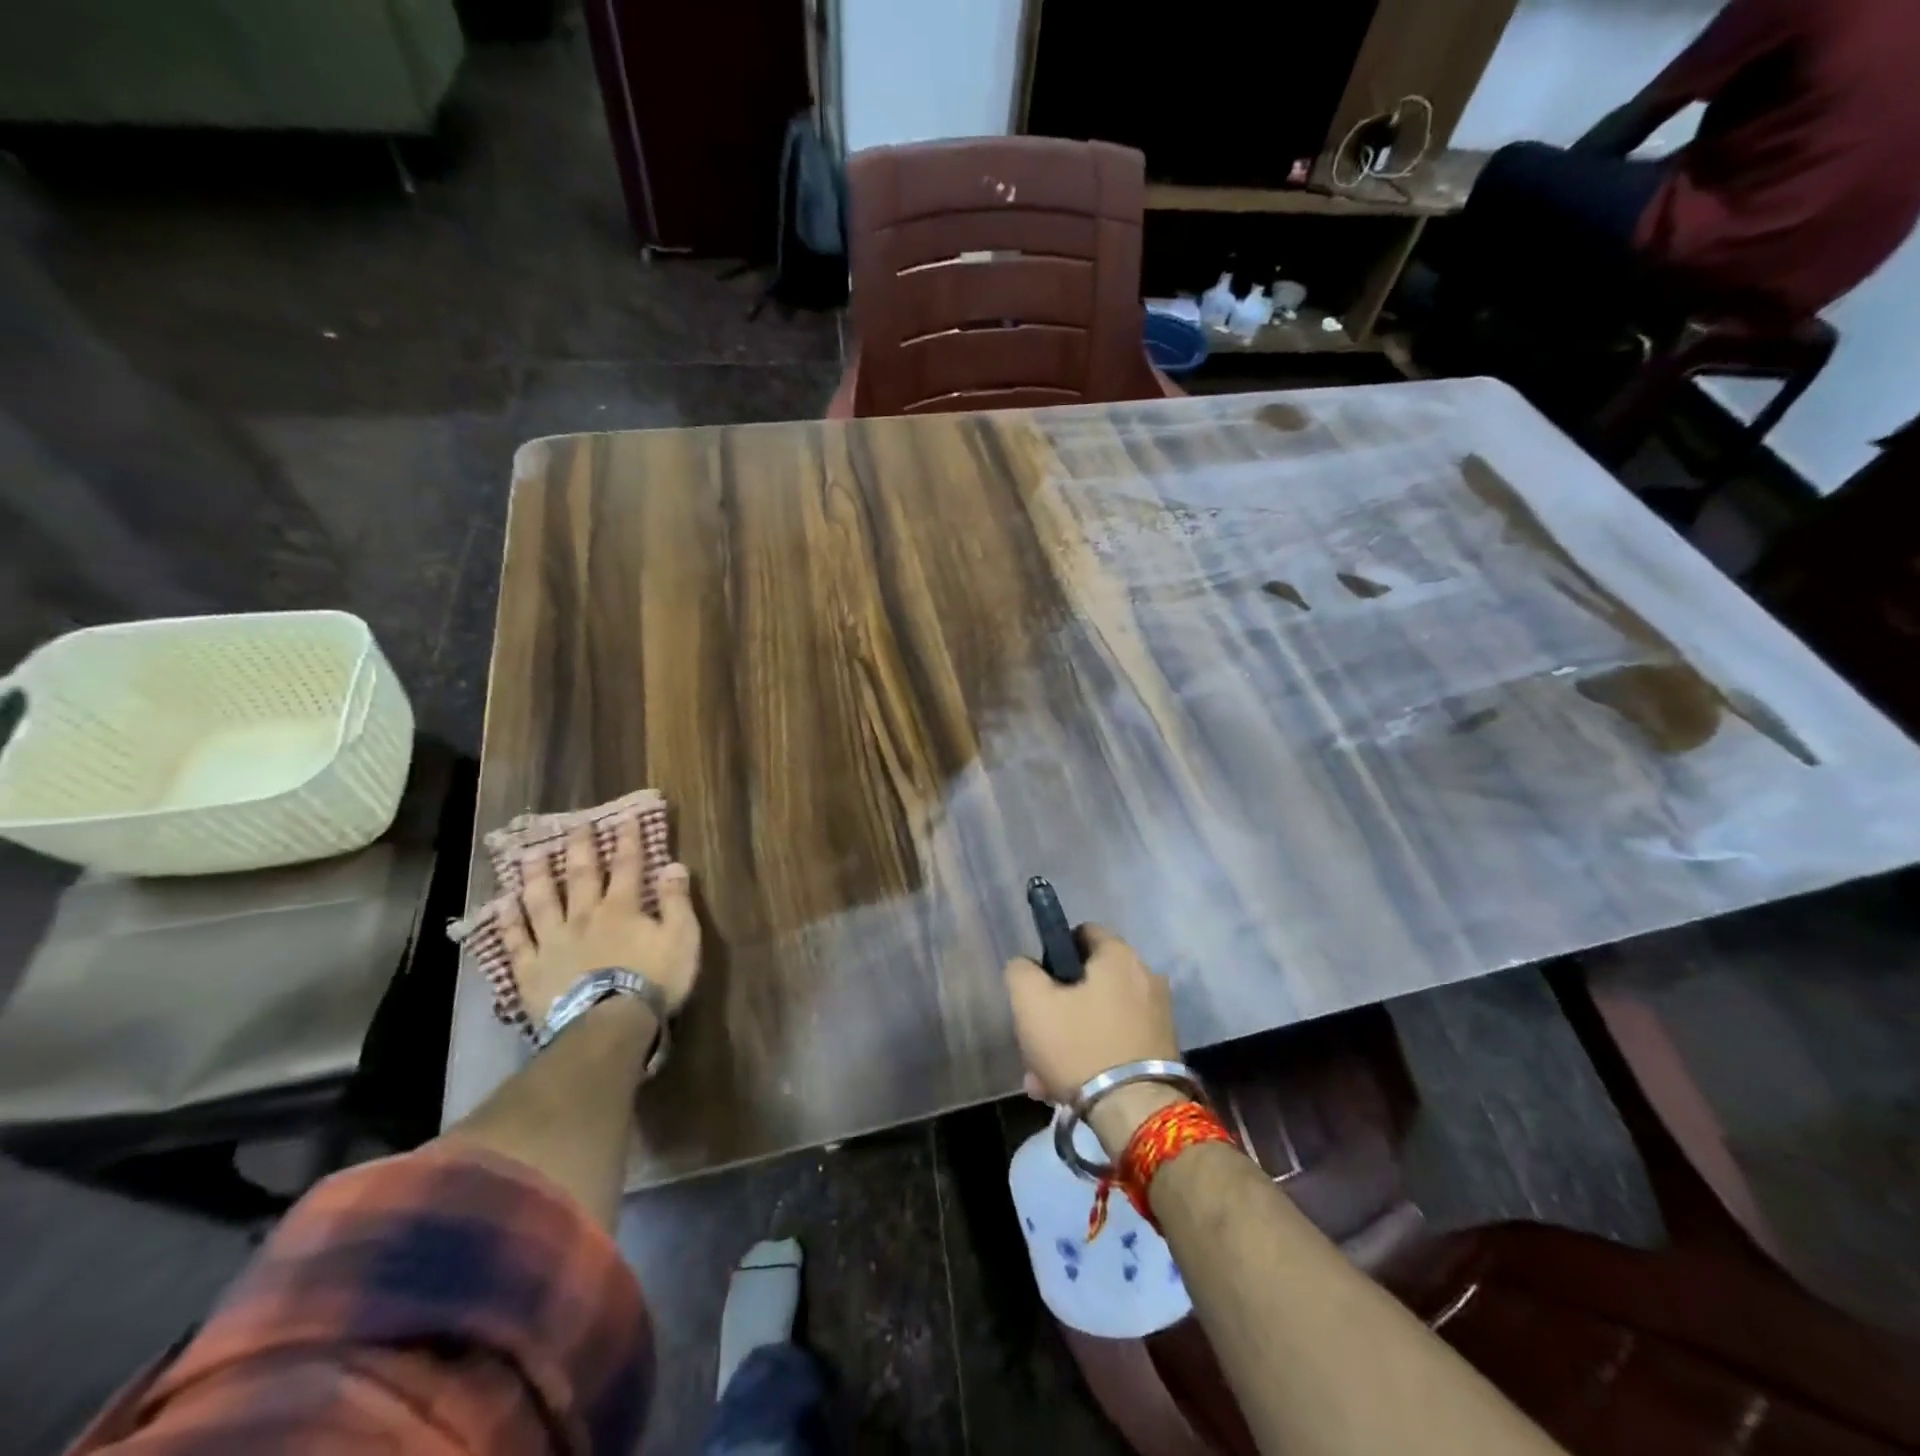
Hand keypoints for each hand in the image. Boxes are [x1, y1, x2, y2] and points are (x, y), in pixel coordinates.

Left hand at [498, 820, 700, 1026]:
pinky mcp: (531, 969)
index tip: (624, 817)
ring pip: (542, 901)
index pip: (627, 866)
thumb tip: (674, 864)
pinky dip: (509, 922)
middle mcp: (584, 916)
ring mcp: (554, 941)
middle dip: (580, 848)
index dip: (627, 840)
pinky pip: (517, 941)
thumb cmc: (652, 981)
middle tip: (574, 824)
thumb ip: (676, 901)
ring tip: (530, 855)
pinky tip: (501, 906)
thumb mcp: (681, 938)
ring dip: (537, 876)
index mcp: (622, 908)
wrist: (607, 1025)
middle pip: (581, 876)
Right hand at [1004, 926, 1182, 1149]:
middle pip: (1090, 981)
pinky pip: (1118, 1042)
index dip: (1055, 953)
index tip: (1039, 985)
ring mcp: (1159, 1015)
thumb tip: (1027, 966)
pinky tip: (1071, 1088)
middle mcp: (1146, 977)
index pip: (1082, 932)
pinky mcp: (1164, 1050)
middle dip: (1060, 1008)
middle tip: (1037, 1038)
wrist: (1136, 1113)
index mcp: (1119, 955)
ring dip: (1072, 1039)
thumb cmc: (1079, 1045)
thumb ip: (1021, 971)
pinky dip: (1095, 1057)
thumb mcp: (1031, 1002)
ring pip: (1100, 1017)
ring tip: (1045, 1076)